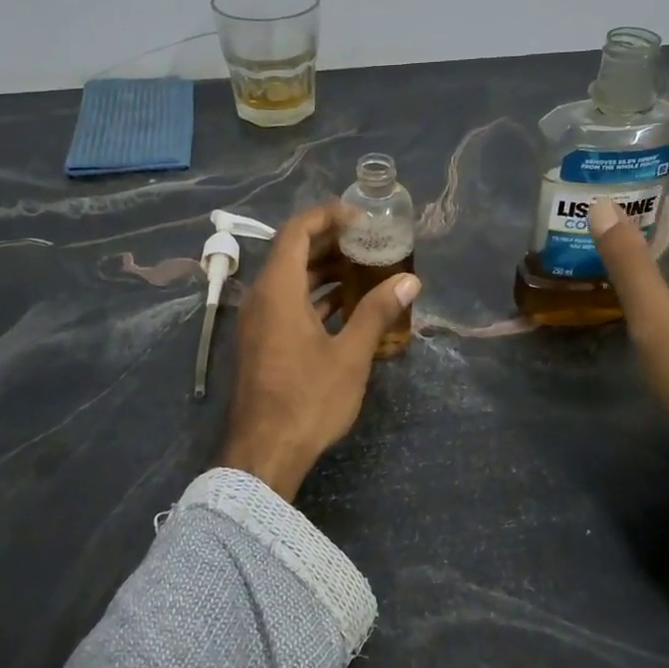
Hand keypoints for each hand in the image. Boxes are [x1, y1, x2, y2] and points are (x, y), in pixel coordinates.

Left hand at [217, 204, 422, 500]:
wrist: (265, 452)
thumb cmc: (308, 399)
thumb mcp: (350, 355)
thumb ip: (377, 312)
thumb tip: (410, 281)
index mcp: (278, 290)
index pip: (297, 231)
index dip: (327, 216)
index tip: (361, 217)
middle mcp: (261, 298)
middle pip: (292, 252)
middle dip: (330, 241)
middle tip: (368, 241)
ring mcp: (257, 322)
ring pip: (289, 280)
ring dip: (322, 270)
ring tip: (362, 268)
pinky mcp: (261, 343)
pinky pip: (285, 303)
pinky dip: (312, 296)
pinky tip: (343, 306)